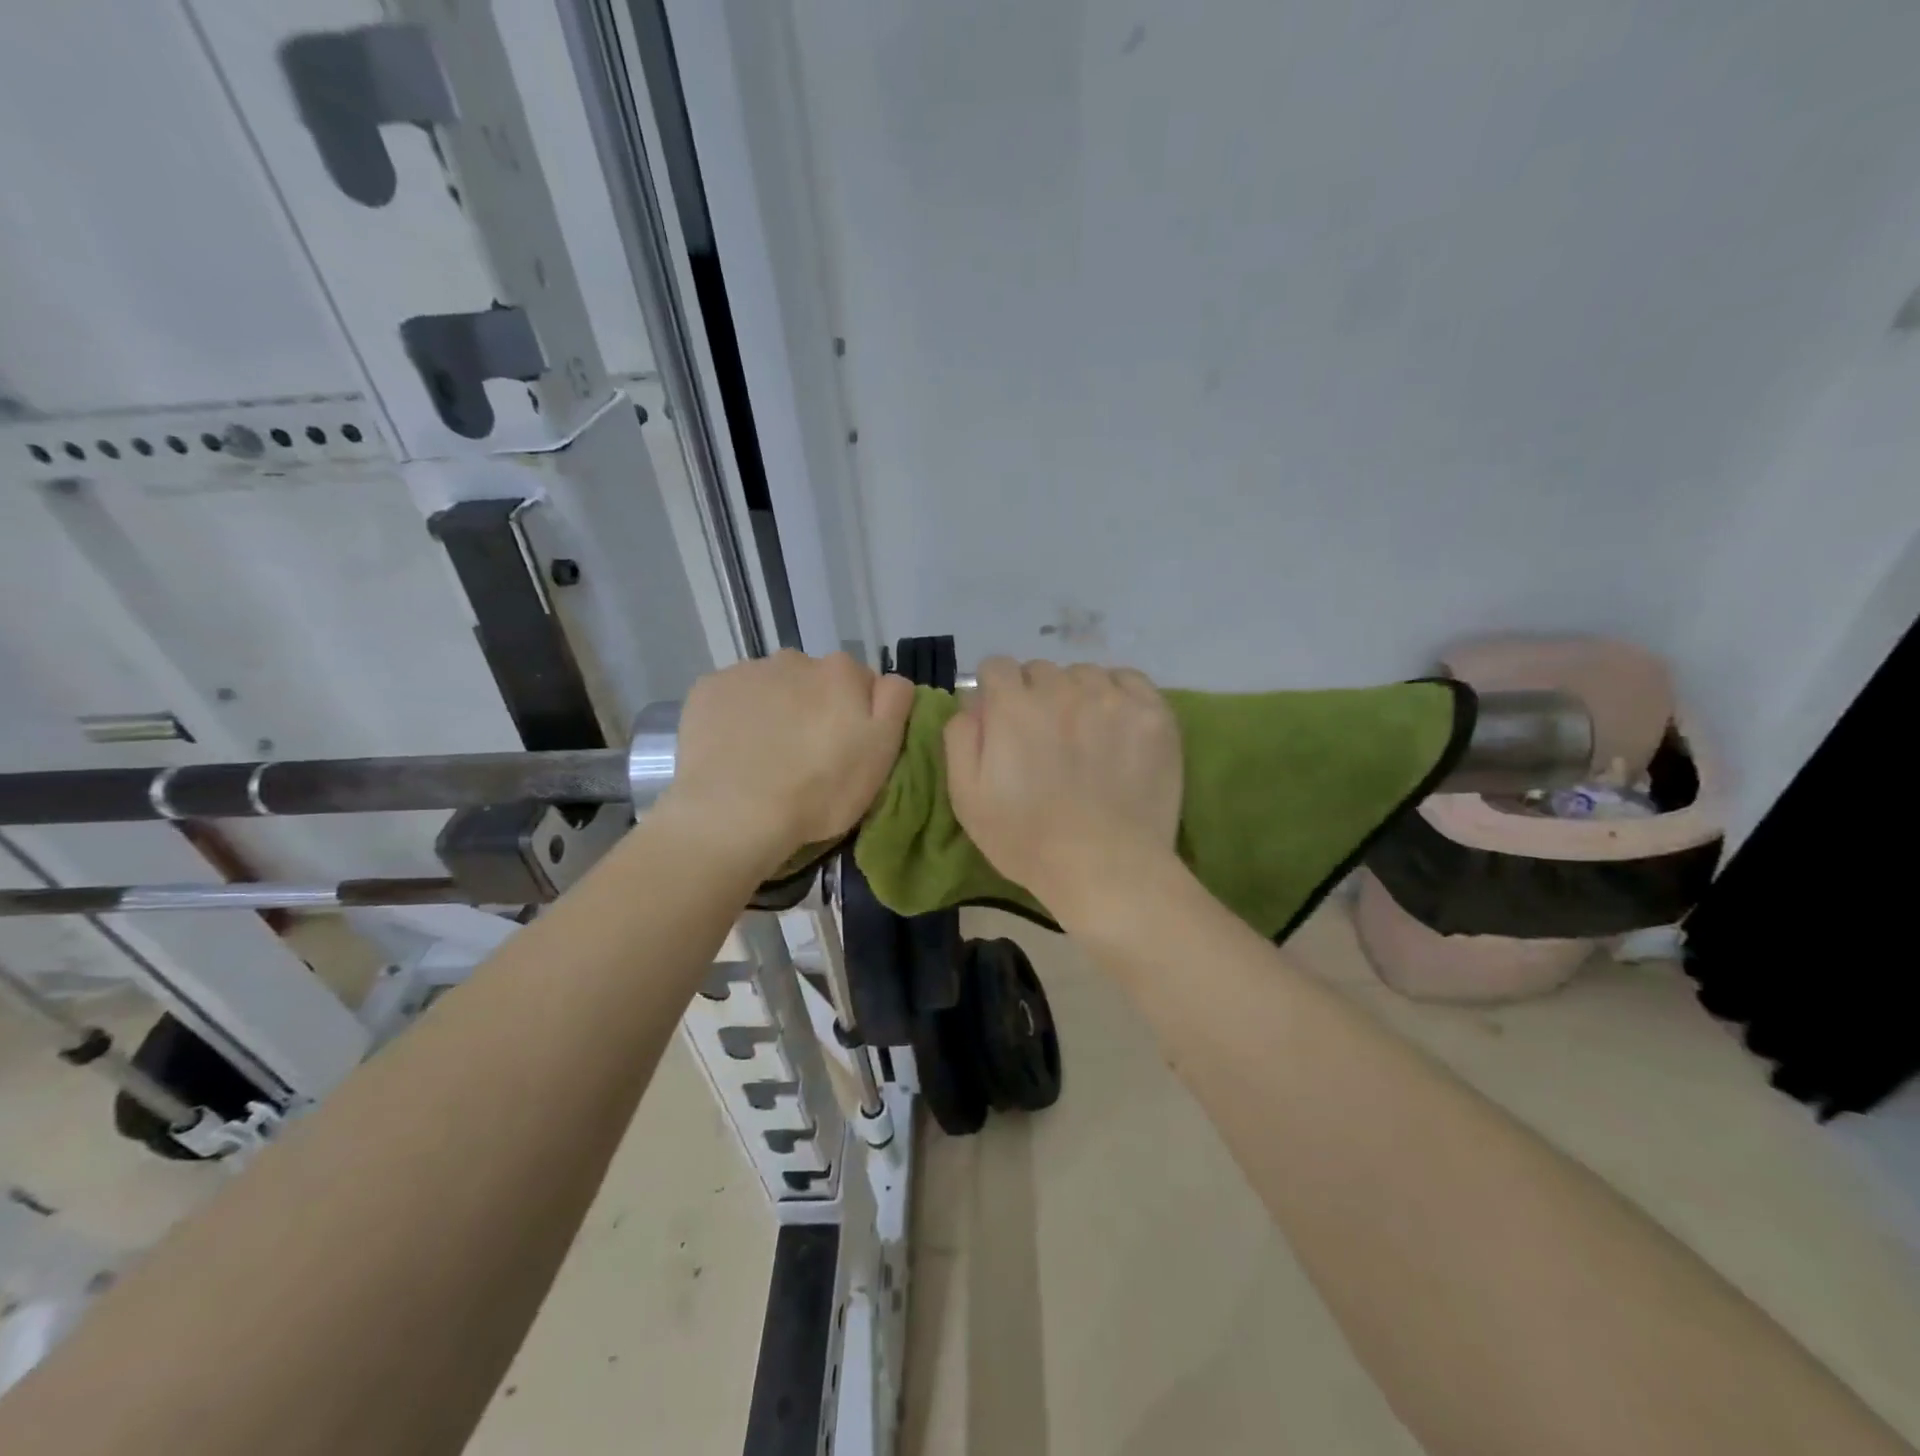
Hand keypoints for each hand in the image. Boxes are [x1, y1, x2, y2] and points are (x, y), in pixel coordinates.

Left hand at [661, 651, 915, 873]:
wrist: (734, 814)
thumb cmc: (820, 790)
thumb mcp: (882, 753)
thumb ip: (895, 703)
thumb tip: (889, 680)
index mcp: (843, 672)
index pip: (862, 683)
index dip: (858, 716)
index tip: (848, 748)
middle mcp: (796, 659)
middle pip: (815, 681)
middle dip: (815, 707)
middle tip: (808, 755)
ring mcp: (748, 671)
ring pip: (773, 687)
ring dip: (777, 709)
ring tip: (767, 755)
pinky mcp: (709, 689)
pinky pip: (734, 697)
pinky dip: (738, 715)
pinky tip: (735, 750)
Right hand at [944, 658, 1182, 926]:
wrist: (1106, 868)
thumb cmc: (1027, 839)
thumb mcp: (967, 796)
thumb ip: (961, 737)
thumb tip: (973, 703)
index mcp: (1014, 707)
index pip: (996, 666)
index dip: (995, 691)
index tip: (1002, 719)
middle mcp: (1063, 690)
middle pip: (1041, 670)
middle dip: (1034, 694)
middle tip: (1043, 736)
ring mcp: (1113, 699)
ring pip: (1084, 674)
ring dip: (1076, 694)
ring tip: (1084, 733)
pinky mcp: (1153, 714)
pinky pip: (1129, 679)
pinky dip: (1118, 694)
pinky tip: (1116, 725)